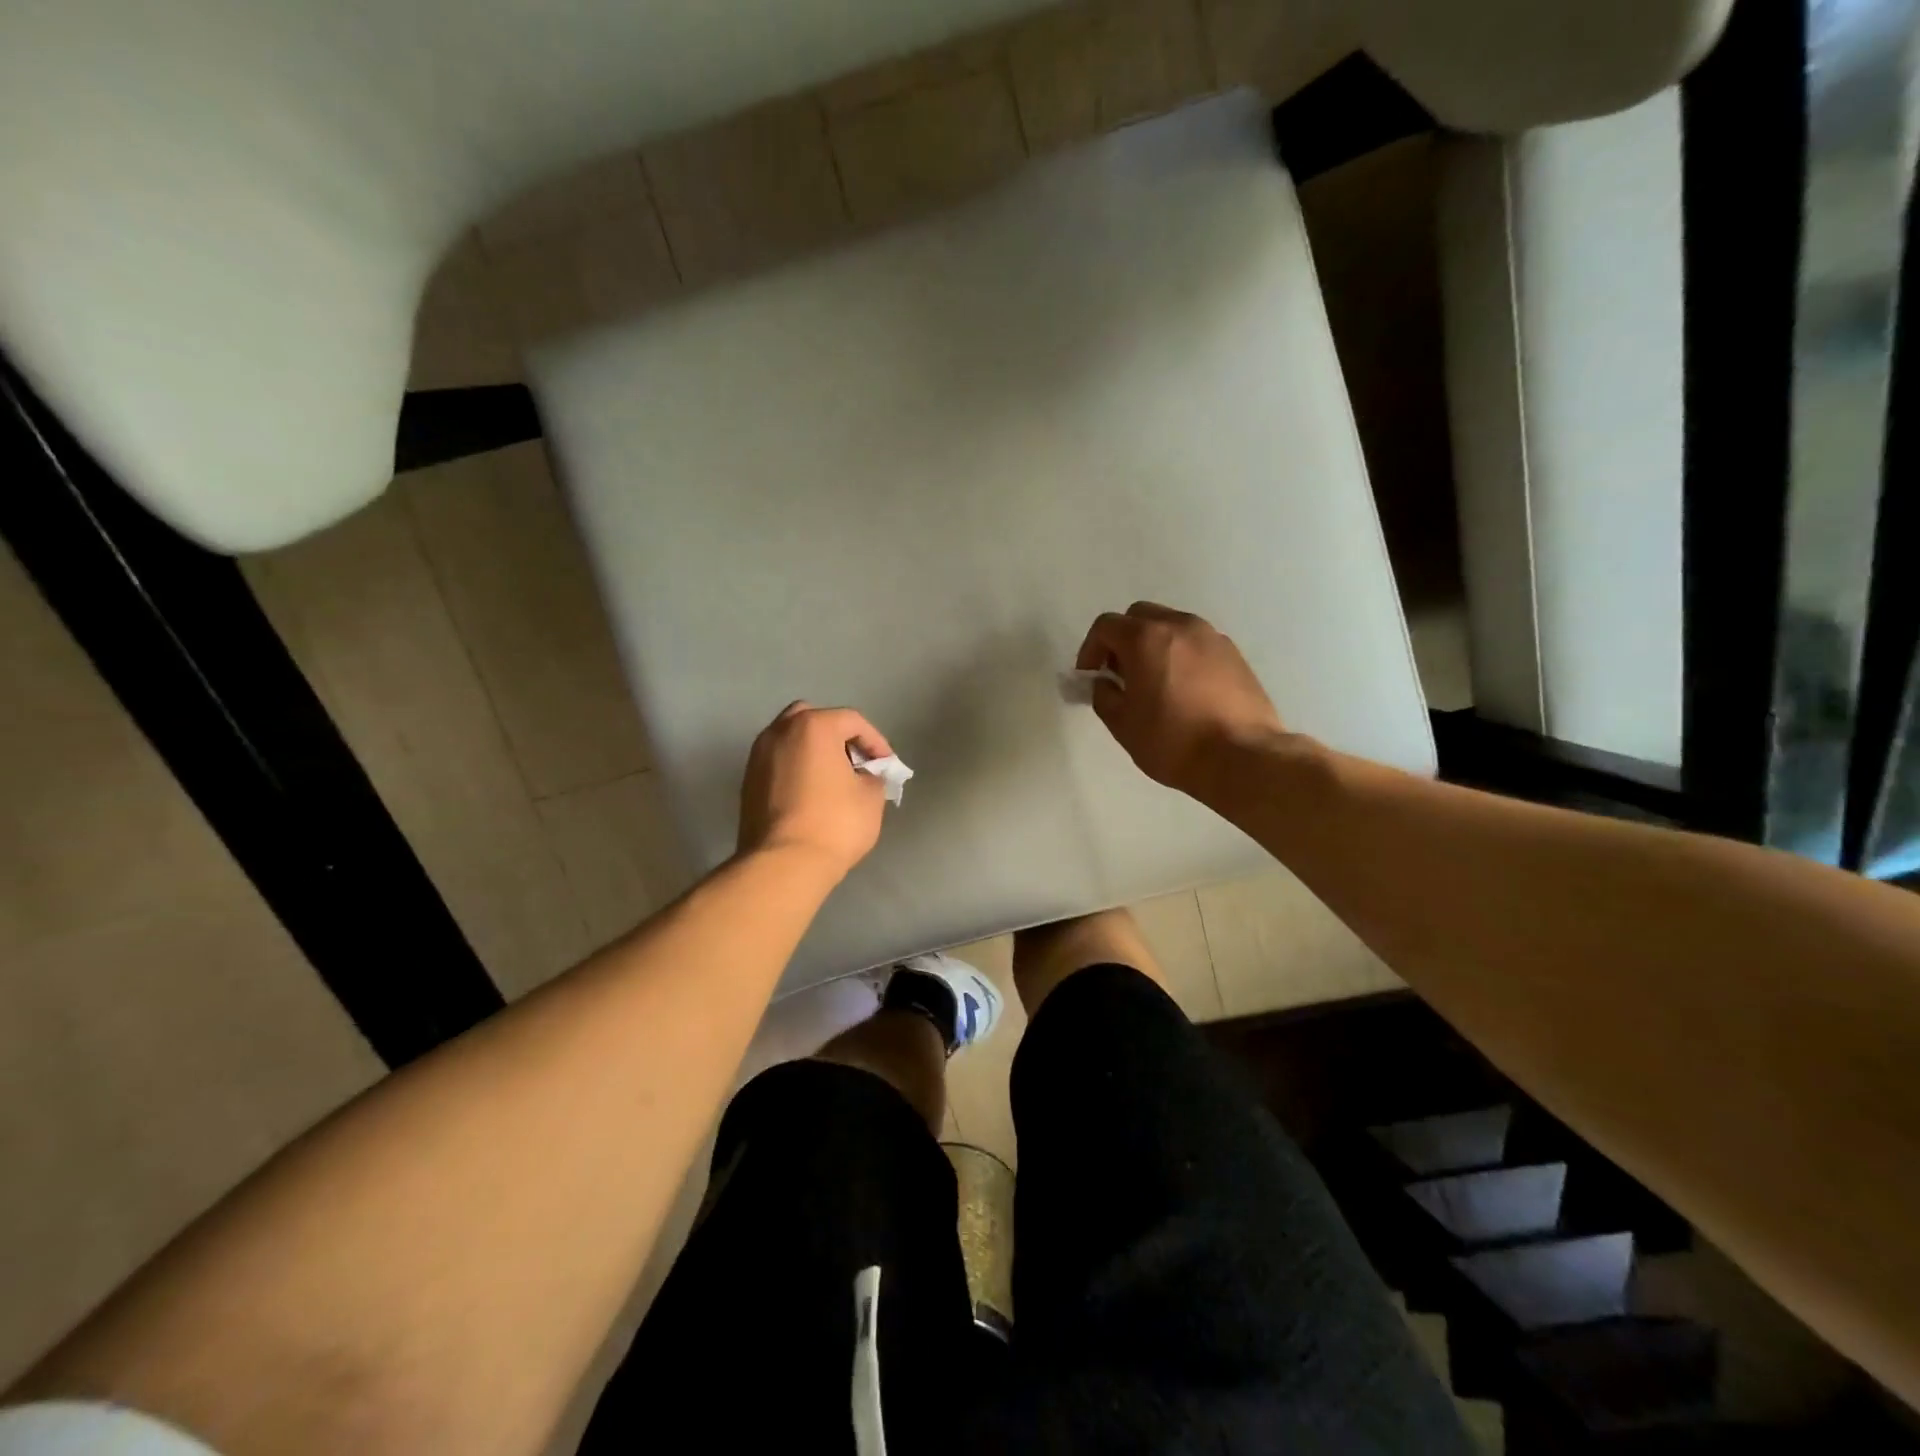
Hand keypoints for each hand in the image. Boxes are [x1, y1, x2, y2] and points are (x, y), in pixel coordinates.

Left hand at [737, 702, 893, 878]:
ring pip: (790, 740)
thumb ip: (873, 776)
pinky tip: (811, 794)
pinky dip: (796, 768)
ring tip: (833, 779)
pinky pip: (778, 763)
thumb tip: (864, 776)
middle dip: (837, 736)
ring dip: (813, 751)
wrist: (783, 864)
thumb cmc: (834, 824)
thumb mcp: (871, 798)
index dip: (875, 741)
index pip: (852, 721)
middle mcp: (780, 732)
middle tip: (855, 762)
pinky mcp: (747, 782)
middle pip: (813, 719)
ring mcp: (757, 756)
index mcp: (813, 726)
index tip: (886, 765)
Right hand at [1075, 602, 1286, 799]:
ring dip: (1153, 645)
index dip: (1090, 649)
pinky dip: (1181, 655)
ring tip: (1152, 681)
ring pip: (1171, 626)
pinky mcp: (1234, 654)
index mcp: (1146, 638)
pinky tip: (1183, 689)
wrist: (1243, 757)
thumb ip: (1104, 695)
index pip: (1106, 626)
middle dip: (1122, 639)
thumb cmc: (1173, 741)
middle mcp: (1180, 626)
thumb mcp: (1123, 724)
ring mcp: (1211, 637)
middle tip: (1119, 673)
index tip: (1090, 676)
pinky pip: (1196, 643)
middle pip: (1139, 616)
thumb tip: (1105, 683)